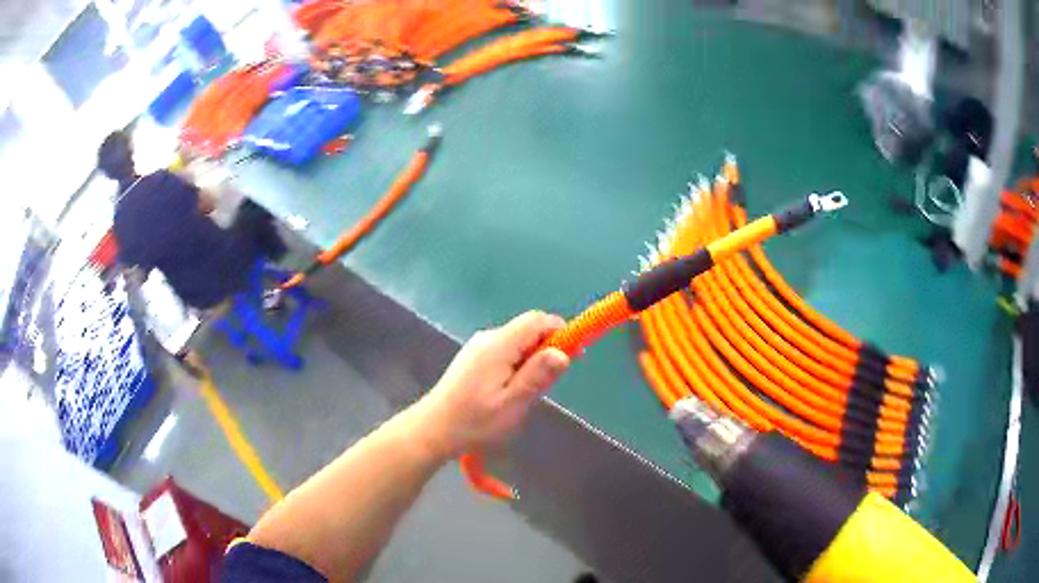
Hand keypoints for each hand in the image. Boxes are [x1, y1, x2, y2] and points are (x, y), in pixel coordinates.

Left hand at [416, 311, 570, 458]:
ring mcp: (478, 347)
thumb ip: (538, 376)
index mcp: (498, 344)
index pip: (536, 320)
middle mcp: (488, 338)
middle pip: (528, 330)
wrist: (433, 430)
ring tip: (528, 394)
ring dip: (532, 361)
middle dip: (547, 350)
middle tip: (549, 384)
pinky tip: (511, 392)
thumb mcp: (512, 403)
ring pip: (517, 343)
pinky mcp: (473, 358)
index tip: (574, 355)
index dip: (560, 332)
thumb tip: (563, 352)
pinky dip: (517, 365)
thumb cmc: (474, 421)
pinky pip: (505, 352)